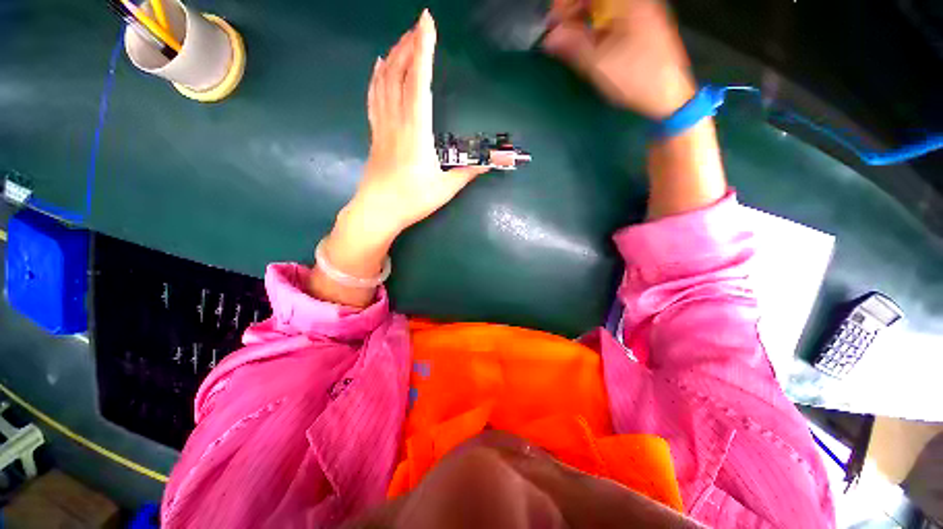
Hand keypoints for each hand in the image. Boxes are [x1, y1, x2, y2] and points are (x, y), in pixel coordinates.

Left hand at [309, 10, 488, 307]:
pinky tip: (378, 65)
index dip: (424, 49)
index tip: (427, 21)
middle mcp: (397, 121)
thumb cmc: (412, 201)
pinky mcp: (375, 134)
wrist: (378, 211)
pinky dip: (376, 77)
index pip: (419, 82)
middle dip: (409, 45)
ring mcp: (382, 126)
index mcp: (416, 131)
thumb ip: (467, 173)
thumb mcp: (445, 189)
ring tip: (402, 39)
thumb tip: (490, 164)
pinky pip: (373, 97)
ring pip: (383, 82)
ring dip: (393, 56)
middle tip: (419, 25)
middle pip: (399, 74)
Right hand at [543, 0, 696, 118]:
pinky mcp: (642, 26)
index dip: (566, 3)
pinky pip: (613, 18)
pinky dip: (596, 28)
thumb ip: (573, 46)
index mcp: (627, 3)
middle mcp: (635, 2)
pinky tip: (588, 44)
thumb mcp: (599, 64)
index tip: (552, 23)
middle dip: (573, 12)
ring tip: (569, 42)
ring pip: (603, 9)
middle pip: (596, 0)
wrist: (668, 95)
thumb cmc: (635, 78)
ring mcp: (640, 12)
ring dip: (583, 21)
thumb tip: (549, 38)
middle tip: (557, 34)